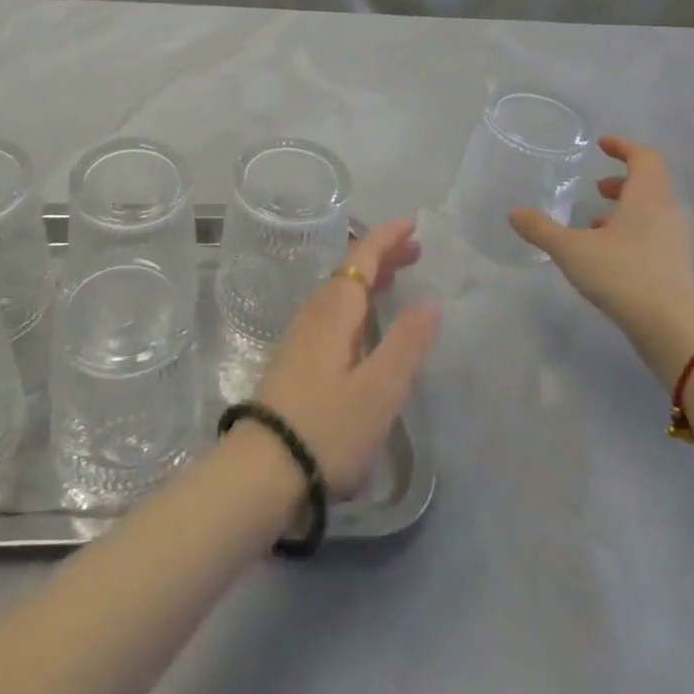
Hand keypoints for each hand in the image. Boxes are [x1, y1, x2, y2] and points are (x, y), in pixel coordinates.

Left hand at [250, 220, 439, 497]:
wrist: (263, 471)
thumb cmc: (327, 428)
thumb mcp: (378, 390)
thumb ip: (405, 344)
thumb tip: (431, 301)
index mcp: (333, 312)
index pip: (360, 259)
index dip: (385, 238)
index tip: (412, 223)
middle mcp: (313, 315)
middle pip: (348, 272)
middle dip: (380, 256)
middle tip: (415, 250)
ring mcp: (300, 338)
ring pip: (337, 292)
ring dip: (367, 278)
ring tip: (395, 278)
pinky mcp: (295, 360)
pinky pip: (331, 312)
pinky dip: (355, 302)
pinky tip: (363, 321)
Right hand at [509, 137, 693, 374]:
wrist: (671, 328)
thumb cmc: (621, 273)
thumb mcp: (570, 249)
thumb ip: (540, 228)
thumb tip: (514, 212)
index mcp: (647, 197)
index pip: (644, 158)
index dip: (624, 147)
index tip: (602, 145)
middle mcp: (667, 213)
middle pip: (650, 184)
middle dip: (621, 182)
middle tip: (595, 188)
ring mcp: (676, 242)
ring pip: (651, 212)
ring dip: (625, 210)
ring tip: (594, 224)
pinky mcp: (677, 267)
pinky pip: (654, 236)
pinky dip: (632, 233)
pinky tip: (607, 254)